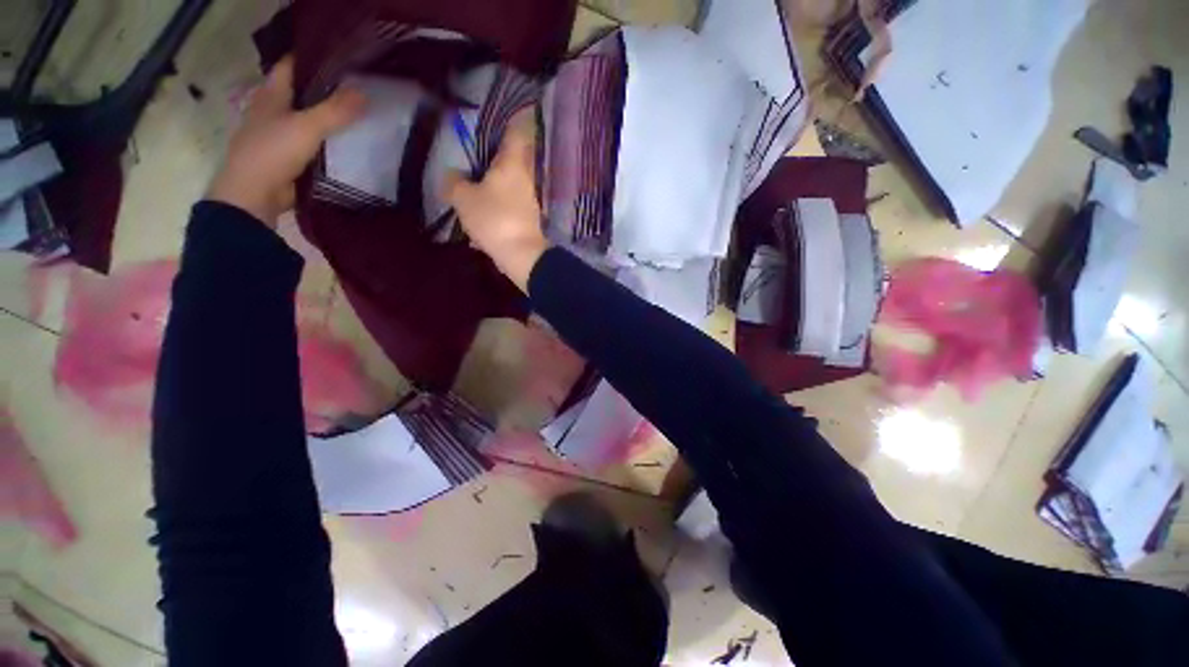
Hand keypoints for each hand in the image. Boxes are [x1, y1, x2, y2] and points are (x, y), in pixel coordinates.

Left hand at [207, 56, 364, 226]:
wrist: (254, 194)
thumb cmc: (272, 152)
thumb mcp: (307, 127)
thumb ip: (335, 111)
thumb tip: (365, 93)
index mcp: (271, 95)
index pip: (291, 66)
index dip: (314, 58)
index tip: (343, 59)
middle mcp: (274, 110)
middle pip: (303, 92)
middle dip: (328, 88)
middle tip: (360, 87)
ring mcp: (281, 134)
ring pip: (309, 118)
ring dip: (330, 117)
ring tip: (360, 113)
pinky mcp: (290, 156)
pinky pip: (314, 142)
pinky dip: (329, 140)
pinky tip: (349, 142)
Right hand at [445, 108, 547, 290]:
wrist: (521, 255)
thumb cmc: (494, 219)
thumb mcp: (464, 198)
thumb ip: (454, 182)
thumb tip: (453, 176)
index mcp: (512, 164)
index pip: (517, 132)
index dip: (514, 118)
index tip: (507, 109)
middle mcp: (525, 178)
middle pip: (514, 158)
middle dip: (499, 153)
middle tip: (480, 151)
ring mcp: (529, 200)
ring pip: (511, 183)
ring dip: (496, 182)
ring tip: (475, 185)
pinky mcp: (528, 219)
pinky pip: (510, 205)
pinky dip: (498, 206)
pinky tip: (482, 217)